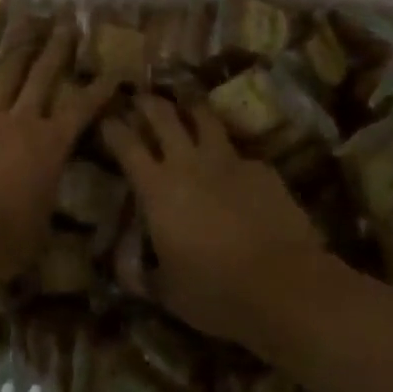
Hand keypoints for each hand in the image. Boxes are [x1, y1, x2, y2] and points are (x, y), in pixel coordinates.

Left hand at [0, 19, 117, 278]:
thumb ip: (45, 209)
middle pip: (43, 75)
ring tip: (26, 33)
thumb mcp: (38, 230)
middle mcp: (21, 120)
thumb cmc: (2, 235)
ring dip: (18, 53)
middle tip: (66, 23)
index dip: (99, 88)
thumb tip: (47, 208)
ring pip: (5, 75)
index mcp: (49, 144)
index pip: (82, 108)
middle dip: (57, 48)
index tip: (114, 69)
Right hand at [101, 94, 326, 347]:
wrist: (285, 287)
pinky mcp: (261, 169)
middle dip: (148, 103)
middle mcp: (188, 163)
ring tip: (185, 105)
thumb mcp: (167, 291)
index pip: (126, 144)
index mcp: (157, 189)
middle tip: (140, 98)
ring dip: (190, 108)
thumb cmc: (215, 292)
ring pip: (204, 117)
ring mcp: (228, 160)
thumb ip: (141, 274)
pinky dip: (228, 153)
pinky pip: (238, 152)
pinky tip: (233, 167)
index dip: (113, 128)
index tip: (107, 119)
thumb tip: (123, 268)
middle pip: (163, 116)